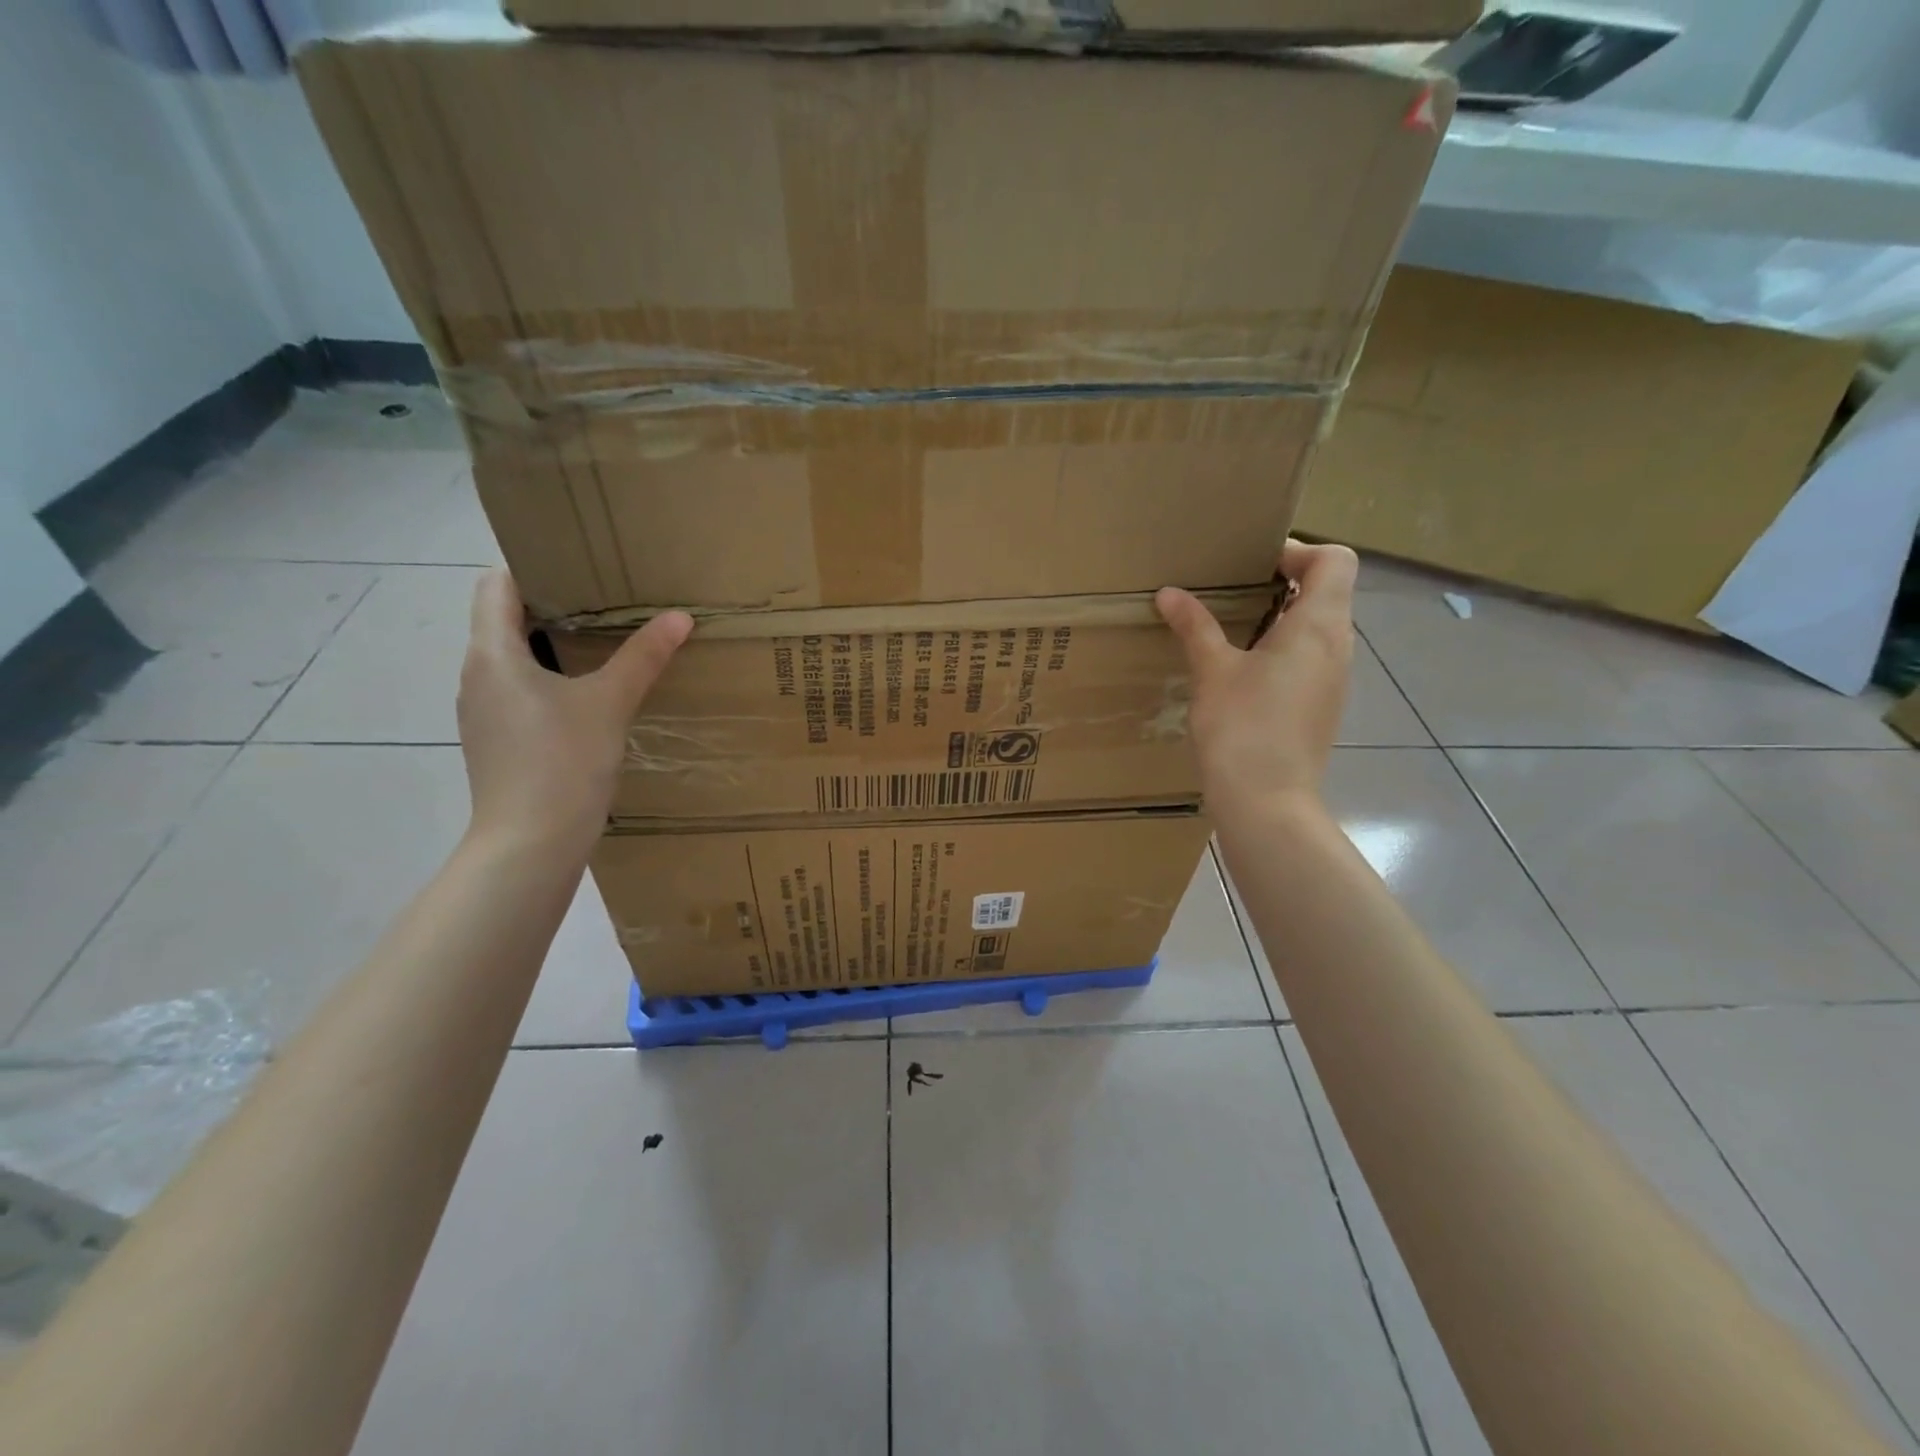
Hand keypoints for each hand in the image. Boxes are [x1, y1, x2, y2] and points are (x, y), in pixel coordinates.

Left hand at [456, 570, 692, 858]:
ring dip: (551, 647)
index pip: (496, 586)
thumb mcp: (610, 703)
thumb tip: (679, 617)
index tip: (579, 567)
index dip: (532, 567)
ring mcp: (483, 713)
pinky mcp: (497, 742)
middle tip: (606, 601)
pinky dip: (549, 682)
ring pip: (513, 660)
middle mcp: (477, 677)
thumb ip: (643, 657)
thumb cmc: (562, 763)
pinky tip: (589, 698)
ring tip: (603, 645)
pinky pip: (519, 693)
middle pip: (503, 620)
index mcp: (492, 655)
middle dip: (552, 606)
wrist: (530, 845)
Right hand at [1156, 540, 1358, 808]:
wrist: (1267, 802)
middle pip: (1328, 591)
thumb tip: (1169, 593)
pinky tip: (1243, 672)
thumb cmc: (1242, 727)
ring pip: (1319, 628)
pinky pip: (1311, 659)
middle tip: (1232, 592)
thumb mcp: (1212, 671)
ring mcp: (1335, 679)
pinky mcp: (1323, 706)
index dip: (1298, 552)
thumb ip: (1195, 626)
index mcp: (1318, 625)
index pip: (1334, 560)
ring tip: (1232, 630)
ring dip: (1282, 619)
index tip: (1253, 566)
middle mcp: (1338, 646)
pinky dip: (1284, 650)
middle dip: (1283, 583)